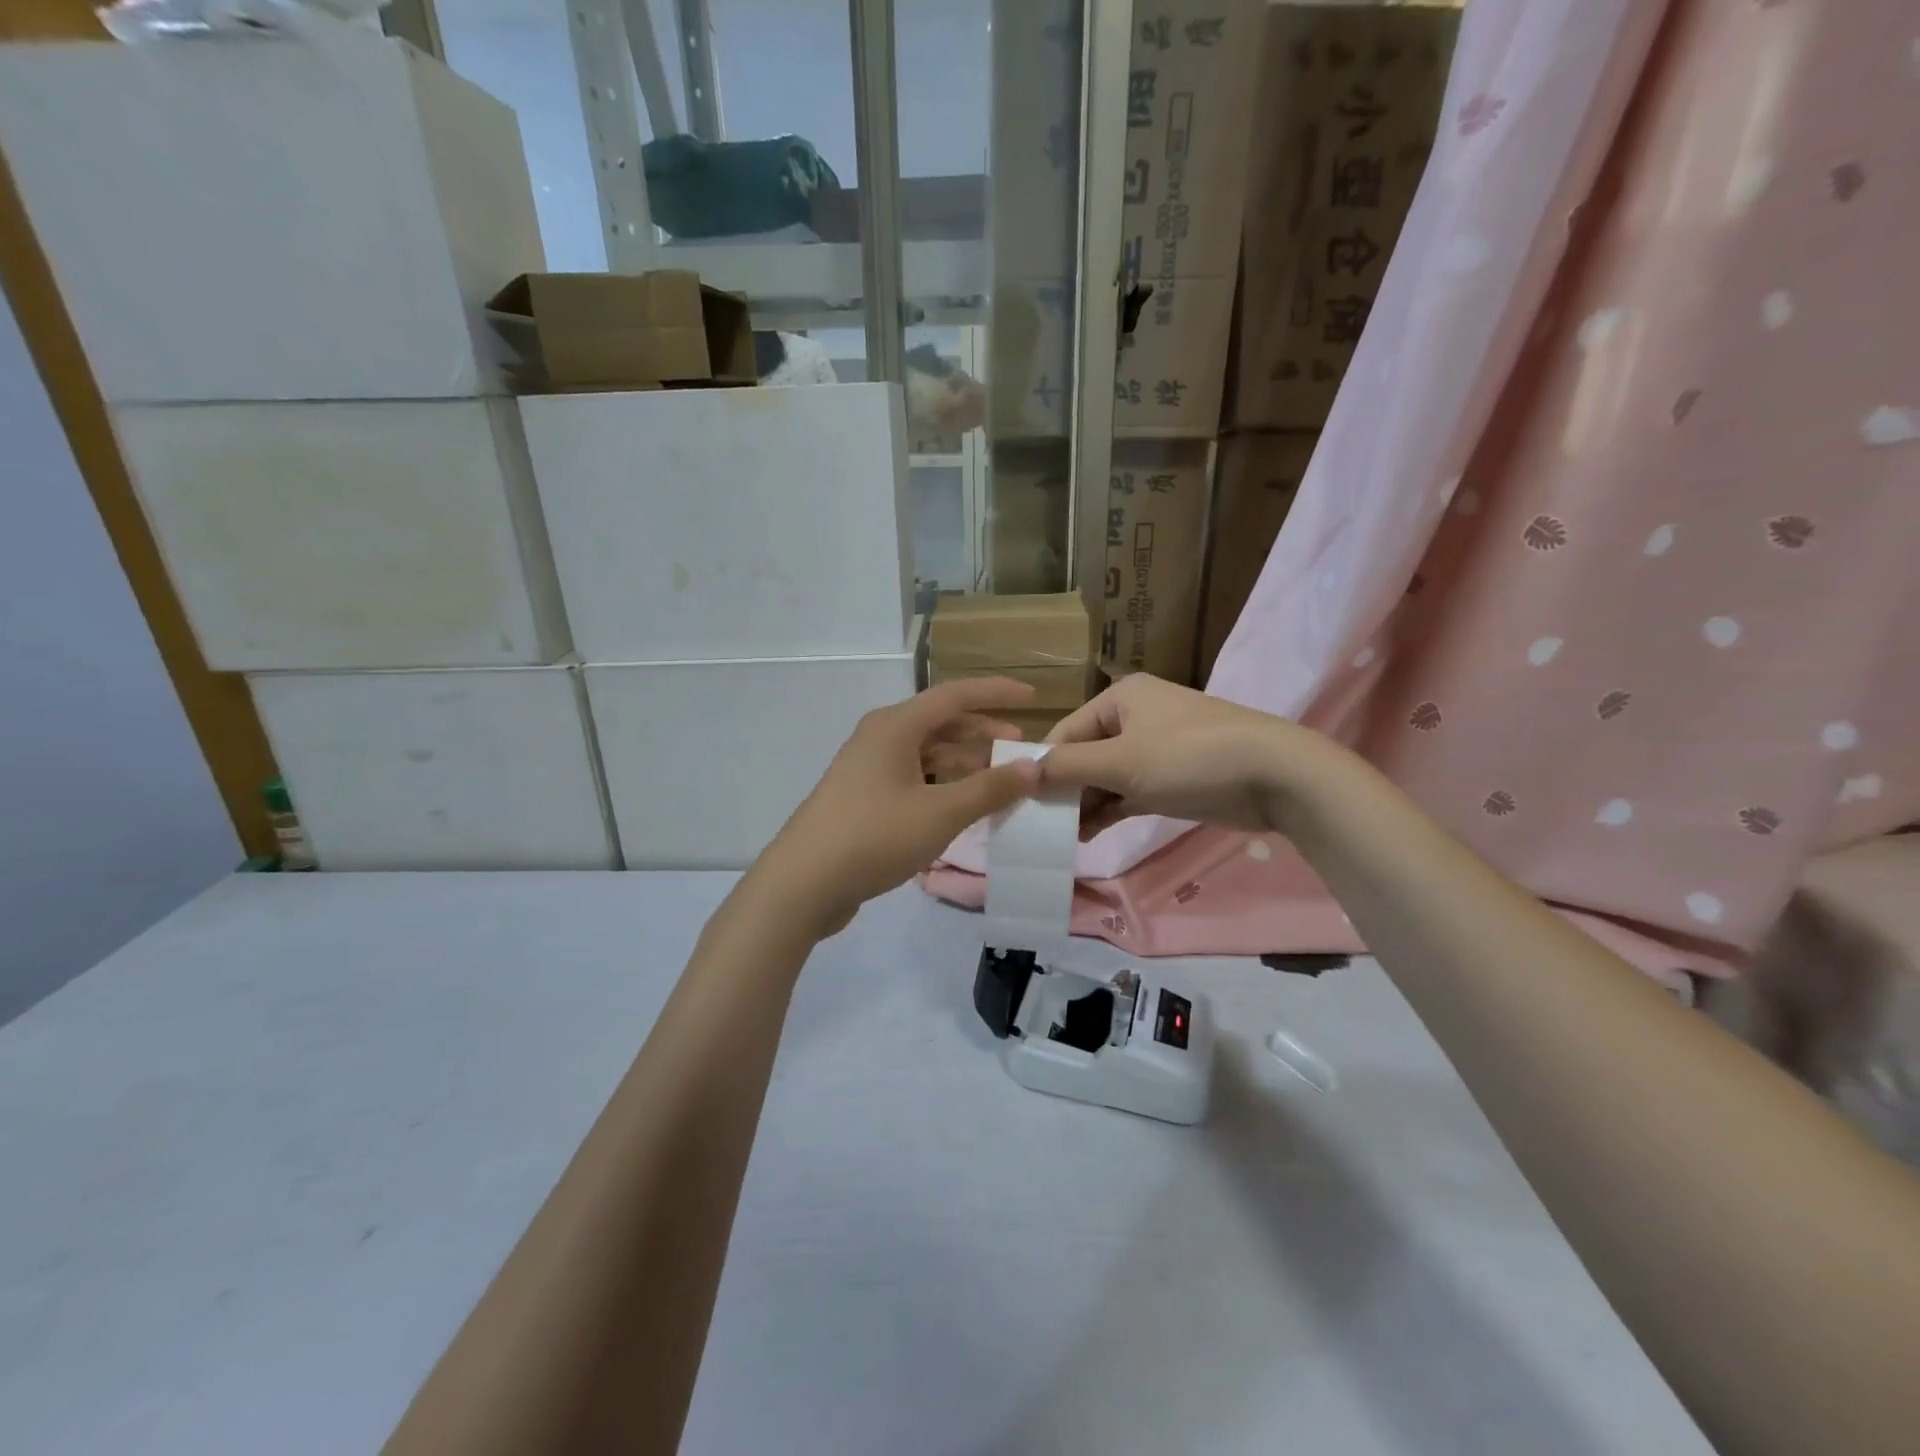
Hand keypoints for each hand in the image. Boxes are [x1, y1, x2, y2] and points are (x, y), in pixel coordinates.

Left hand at [757, 678, 1043, 937]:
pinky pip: (912, 776)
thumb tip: (1034, 767)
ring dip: (962, 761)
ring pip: (925, 752)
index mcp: (896, 726)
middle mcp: (880, 737)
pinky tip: (960, 805)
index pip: (955, 695)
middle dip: (981, 732)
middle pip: (939, 722)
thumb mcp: (941, 813)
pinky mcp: (862, 797)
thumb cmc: (875, 836)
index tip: (1032, 696)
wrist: (804, 882)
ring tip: (996, 780)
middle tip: (1017, 748)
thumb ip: (990, 789)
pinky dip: (941, 783)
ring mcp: (867, 767)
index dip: (996, 693)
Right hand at [1041, 675, 1306, 834]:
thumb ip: (1069, 767)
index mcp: (1120, 698)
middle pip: (1084, 754)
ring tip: (1062, 838)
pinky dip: (1110, 810)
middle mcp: (1134, 717)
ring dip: (1086, 805)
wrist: (1276, 776)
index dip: (1043, 767)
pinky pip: (1129, 792)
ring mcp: (1156, 749)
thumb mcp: (1122, 761)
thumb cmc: (1191, 758)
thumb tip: (1024, 773)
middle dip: (1066, 790)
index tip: (1021, 803)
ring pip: (1106, 777)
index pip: (1065, 732)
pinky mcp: (1172, 778)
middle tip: (1041, 827)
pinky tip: (1089, 835)